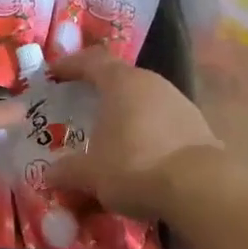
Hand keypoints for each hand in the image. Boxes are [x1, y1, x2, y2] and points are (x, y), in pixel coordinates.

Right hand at [46, 49, 222, 219]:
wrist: (199, 187)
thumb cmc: (134, 166)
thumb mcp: (91, 173)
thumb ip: (67, 170)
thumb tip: (48, 175)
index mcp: (122, 82)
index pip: (92, 61)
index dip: (71, 65)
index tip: (54, 73)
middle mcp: (152, 83)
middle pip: (121, 79)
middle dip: (100, 91)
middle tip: (81, 106)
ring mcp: (179, 102)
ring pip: (144, 101)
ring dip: (126, 114)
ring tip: (111, 136)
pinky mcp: (198, 126)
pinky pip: (163, 123)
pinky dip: (148, 133)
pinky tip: (141, 156)